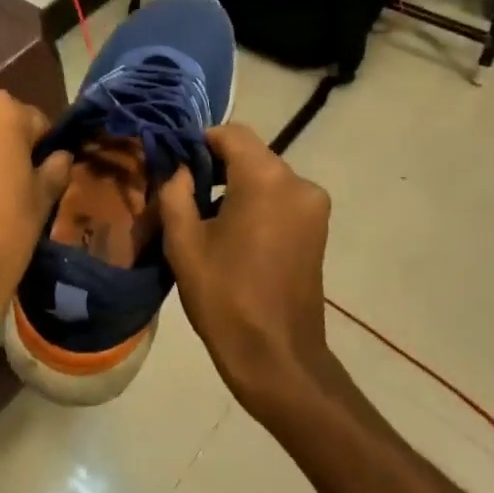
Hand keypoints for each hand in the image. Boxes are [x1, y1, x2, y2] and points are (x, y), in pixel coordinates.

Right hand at [156, 124, 334, 413]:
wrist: (278, 358)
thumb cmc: (225, 297)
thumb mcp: (184, 242)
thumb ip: (176, 192)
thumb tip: (180, 169)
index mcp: (266, 178)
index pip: (231, 133)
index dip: (200, 141)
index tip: (176, 163)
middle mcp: (297, 182)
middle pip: (250, 154)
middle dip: (216, 166)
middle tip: (182, 193)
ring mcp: (313, 207)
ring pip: (265, 177)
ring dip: (235, 186)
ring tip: (203, 218)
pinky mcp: (318, 229)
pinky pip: (280, 199)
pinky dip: (255, 203)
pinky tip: (232, 233)